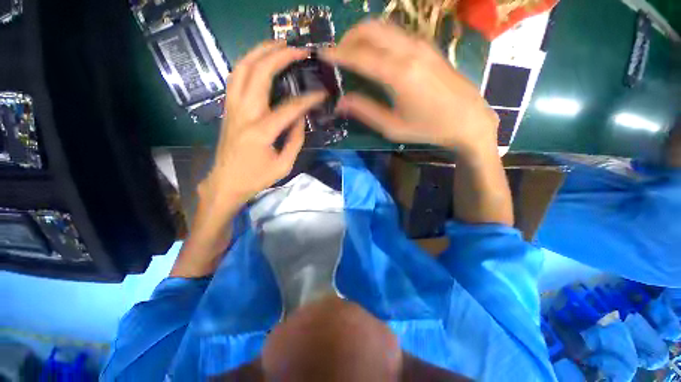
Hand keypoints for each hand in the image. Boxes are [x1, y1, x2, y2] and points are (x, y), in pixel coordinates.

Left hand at [171, 42, 325, 277]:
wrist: (226, 182)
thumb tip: (300, 118)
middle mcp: (244, 113)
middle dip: (280, 56)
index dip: (308, 99)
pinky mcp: (227, 108)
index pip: (289, 108)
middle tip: (298, 49)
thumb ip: (295, 140)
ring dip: (259, 52)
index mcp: (261, 131)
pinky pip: (235, 78)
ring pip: (242, 68)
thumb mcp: (284, 165)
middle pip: (259, 73)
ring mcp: (232, 108)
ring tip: (278, 44)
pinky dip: (247, 63)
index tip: (322, 94)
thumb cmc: (257, 178)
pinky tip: (259, 61)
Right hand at [322, 20, 498, 154]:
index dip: (338, 53)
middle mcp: (409, 51)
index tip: (322, 54)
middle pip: (371, 29)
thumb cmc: (428, 128)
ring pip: (384, 26)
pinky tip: (375, 53)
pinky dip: (379, 37)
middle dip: (348, 37)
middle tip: (337, 53)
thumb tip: (340, 103)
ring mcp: (421, 44)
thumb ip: (365, 111)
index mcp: (398, 74)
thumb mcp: (393, 127)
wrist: (468, 119)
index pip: (360, 55)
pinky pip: (397, 33)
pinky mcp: (428, 46)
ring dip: (363, 34)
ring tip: (352, 52)